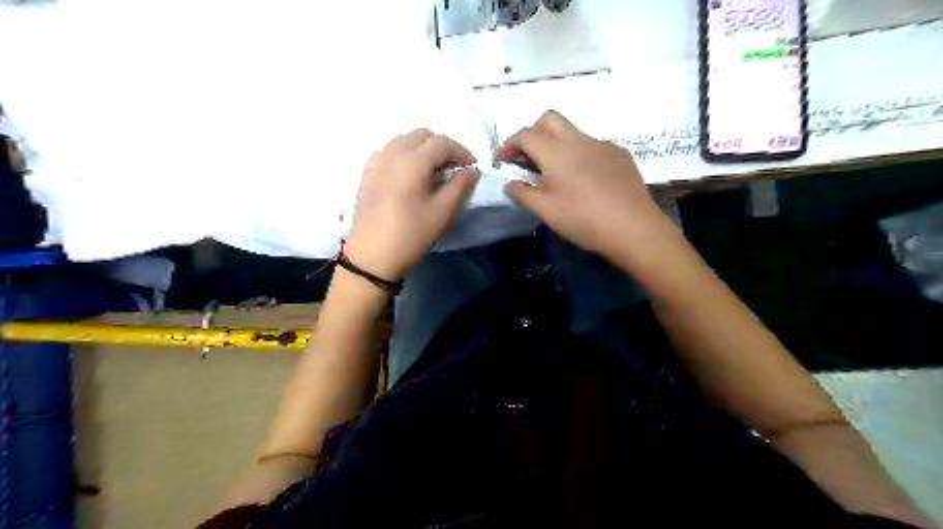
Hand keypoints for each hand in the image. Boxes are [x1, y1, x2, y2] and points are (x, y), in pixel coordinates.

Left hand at [344, 128, 478, 281]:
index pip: (442, 142)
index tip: (472, 168)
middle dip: (441, 148)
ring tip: (433, 174)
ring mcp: (376, 161)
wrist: (372, 256)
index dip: (462, 152)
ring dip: (423, 150)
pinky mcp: (367, 173)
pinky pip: (390, 153)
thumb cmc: (411, 234)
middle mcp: (392, 152)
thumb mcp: (443, 212)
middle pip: (421, 136)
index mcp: (412, 159)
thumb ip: (460, 186)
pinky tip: (410, 178)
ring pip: (404, 141)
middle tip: (453, 170)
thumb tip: (471, 170)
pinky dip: (405, 156)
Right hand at [501, 112, 669, 260]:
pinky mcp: (619, 155)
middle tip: (528, 158)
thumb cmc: (583, 219)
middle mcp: (578, 140)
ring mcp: (602, 144)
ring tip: (557, 174)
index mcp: (556, 151)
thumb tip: (511, 183)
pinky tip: (585, 181)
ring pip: (573, 132)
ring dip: (557, 144)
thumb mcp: (545, 210)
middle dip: (533, 133)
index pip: (525, 135)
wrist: (633, 227)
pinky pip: (592, 146)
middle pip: (549, 120)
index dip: (509, 145)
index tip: (503, 160)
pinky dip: (580, 155)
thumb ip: (523, 193)